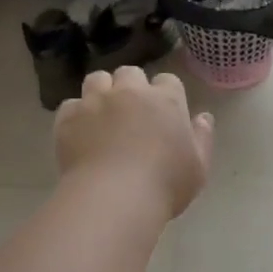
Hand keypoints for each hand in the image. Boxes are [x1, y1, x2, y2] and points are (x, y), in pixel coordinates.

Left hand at [56, 67, 213, 221]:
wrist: (114, 198)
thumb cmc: (165, 185)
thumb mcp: (198, 167)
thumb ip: (202, 138)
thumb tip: (203, 117)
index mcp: (166, 100)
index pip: (168, 81)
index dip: (165, 94)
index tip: (163, 113)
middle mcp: (130, 92)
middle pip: (130, 73)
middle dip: (131, 87)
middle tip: (131, 112)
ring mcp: (96, 102)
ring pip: (97, 80)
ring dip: (101, 91)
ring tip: (102, 114)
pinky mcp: (69, 118)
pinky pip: (70, 106)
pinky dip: (75, 115)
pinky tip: (79, 134)